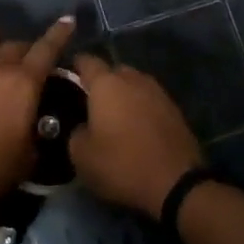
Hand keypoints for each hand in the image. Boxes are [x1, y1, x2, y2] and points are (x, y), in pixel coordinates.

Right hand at [69, 55, 203, 219]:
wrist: (176, 182)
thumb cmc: (122, 164)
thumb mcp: (82, 157)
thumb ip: (75, 133)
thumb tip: (82, 127)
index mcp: (106, 84)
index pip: (86, 61)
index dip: (75, 67)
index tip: (67, 79)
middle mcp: (133, 79)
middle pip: (113, 71)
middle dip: (102, 83)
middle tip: (92, 105)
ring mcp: (157, 91)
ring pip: (134, 84)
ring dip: (124, 96)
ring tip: (116, 117)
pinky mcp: (175, 108)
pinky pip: (150, 100)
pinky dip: (141, 109)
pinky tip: (137, 128)